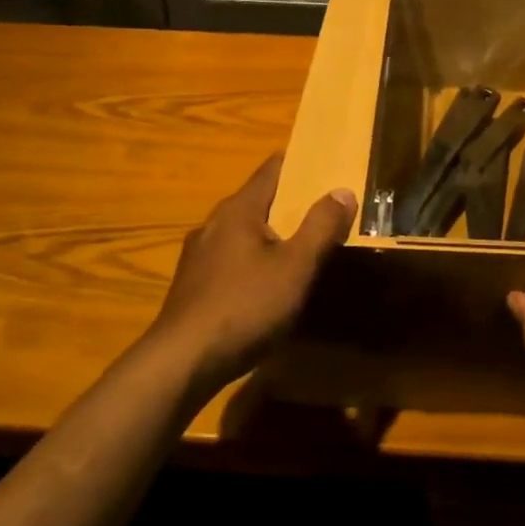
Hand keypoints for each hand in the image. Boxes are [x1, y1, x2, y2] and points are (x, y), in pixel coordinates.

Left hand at [151, 153, 354, 392]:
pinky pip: (231, 259)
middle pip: (258, 200)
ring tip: (300, 247)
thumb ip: (321, 227)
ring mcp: (198, 255)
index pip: (272, 170)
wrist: (182, 361)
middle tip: (324, 209)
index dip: (300, 164)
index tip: (326, 164)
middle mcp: (214, 223)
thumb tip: (342, 190)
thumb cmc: (245, 306)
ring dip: (271, 234)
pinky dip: (253, 260)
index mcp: (239, 210)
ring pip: (243, 232)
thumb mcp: (296, 267)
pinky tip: (266, 284)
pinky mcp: (193, 285)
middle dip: (290, 202)